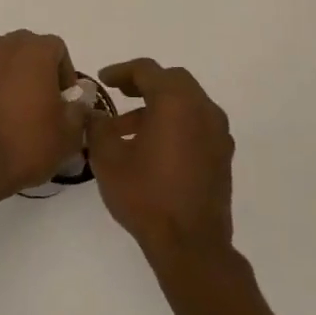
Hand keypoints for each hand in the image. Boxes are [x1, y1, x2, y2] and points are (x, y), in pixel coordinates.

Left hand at [0, 31, 84, 200]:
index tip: (66, 101)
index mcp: (34, 51)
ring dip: (15, 75)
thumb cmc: (29, 143)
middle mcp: (4, 46)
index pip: (57, 49)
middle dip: (39, 69)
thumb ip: (79, 107)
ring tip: (20, 108)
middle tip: (45, 102)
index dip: (65, 74)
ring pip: (4, 59)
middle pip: (28, 48)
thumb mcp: (70, 132)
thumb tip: (78, 98)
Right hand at [87, 59, 234, 264]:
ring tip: (128, 128)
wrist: (190, 243)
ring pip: (187, 103)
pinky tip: (153, 147)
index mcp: (175, 103)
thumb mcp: (107, 158)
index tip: (102, 80)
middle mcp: (203, 110)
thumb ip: (97, 126)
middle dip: (144, 83)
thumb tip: (93, 112)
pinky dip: (175, 123)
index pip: (147, 70)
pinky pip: (197, 124)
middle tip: (119, 93)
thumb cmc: (145, 195)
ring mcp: (218, 133)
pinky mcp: (222, 155)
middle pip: (173, 81)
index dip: (121, 71)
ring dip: (159, 105)